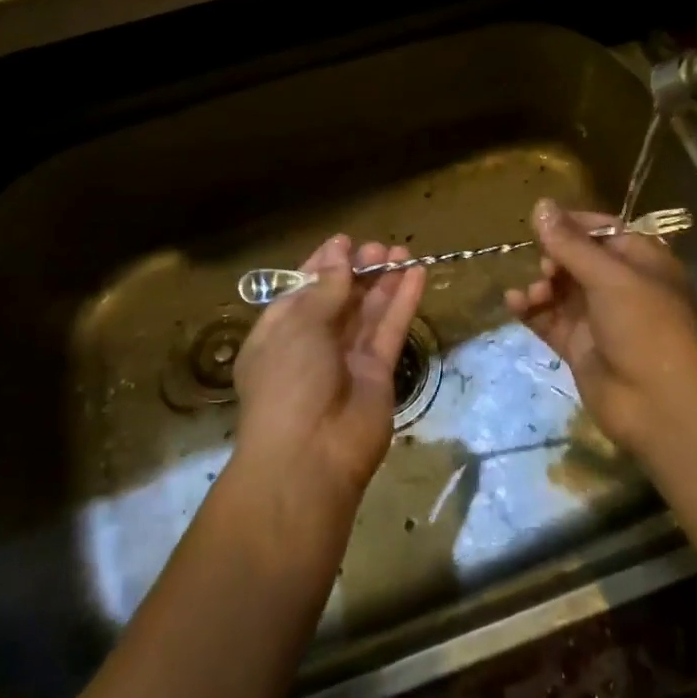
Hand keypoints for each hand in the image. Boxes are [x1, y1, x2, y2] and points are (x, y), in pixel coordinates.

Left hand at [232, 235, 425, 520]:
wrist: (310, 457)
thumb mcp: (298, 325)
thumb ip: (326, 289)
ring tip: (402, 251)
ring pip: (368, 311)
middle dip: (358, 270)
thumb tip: (340, 255)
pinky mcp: (378, 373)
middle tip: (380, 246)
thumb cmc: (288, 382)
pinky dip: (403, 302)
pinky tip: (417, 274)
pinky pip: (391, 330)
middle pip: (339, 299)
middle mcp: (312, 344)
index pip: (302, 290)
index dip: (323, 265)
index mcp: (279, 333)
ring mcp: (347, 360)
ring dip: (384, 281)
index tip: (345, 241)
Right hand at [506, 199, 696, 455]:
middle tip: (546, 268)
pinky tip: (514, 303)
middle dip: (555, 257)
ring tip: (532, 294)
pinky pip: (549, 319)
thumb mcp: (609, 277)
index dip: (574, 224)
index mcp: (643, 262)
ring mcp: (599, 318)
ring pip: (561, 290)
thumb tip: (540, 204)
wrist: (656, 403)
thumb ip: (570, 243)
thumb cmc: (643, 326)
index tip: (542, 220)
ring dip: (541, 285)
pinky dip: (531, 310)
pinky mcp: (580, 346)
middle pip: (578, 259)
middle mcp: (622, 287)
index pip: (604, 231)